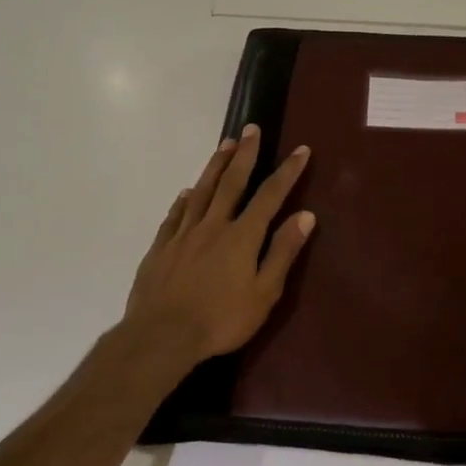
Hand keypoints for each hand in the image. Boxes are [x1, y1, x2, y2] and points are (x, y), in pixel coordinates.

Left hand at [122, 125, 315, 370]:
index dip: (287, 172)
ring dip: (214, 166)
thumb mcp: (264, 293)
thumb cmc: (221, 320)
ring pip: (201, 191)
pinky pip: (174, 215)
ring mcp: (183, 235)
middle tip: (250, 129)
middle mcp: (212, 226)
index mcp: (241, 236)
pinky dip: (183, 200)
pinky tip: (186, 192)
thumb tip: (305, 215)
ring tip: (224, 145)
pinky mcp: (161, 248)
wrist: (162, 336)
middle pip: (231, 183)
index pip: (269, 196)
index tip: (300, 150)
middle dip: (244, 154)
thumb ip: (282, 252)